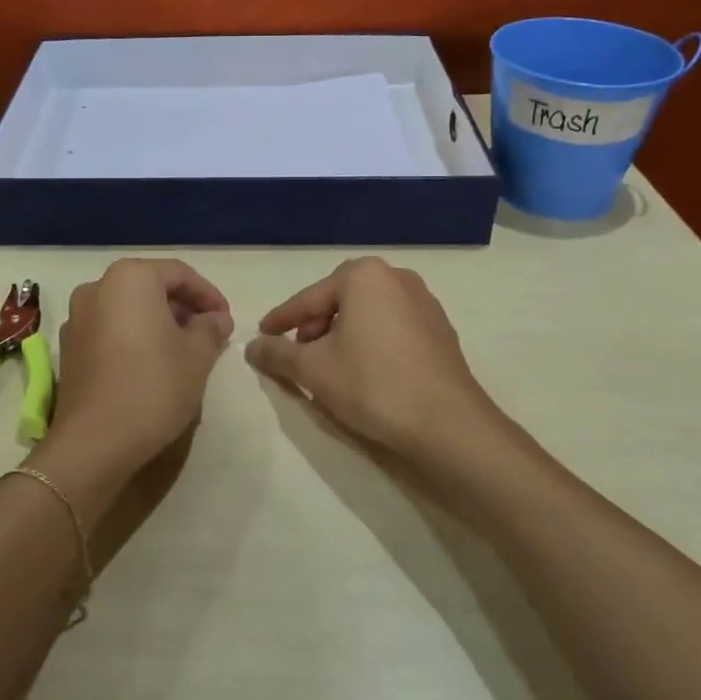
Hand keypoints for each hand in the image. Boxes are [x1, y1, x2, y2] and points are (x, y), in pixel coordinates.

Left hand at [40, 258, 233, 483]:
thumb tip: (216, 318)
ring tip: (184, 351)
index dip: (208, 295)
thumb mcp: (197, 356)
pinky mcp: (69, 348)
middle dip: (182, 308)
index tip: (226, 320)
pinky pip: (109, 329)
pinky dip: (134, 337)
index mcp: (130, 278)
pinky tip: (151, 365)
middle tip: (209, 334)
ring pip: (128, 309)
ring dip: (158, 323)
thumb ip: (210, 328)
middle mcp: (97, 288)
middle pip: (150, 287)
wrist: (94, 442)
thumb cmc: (153, 386)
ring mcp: (77, 318)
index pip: (179, 274)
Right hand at [245, 256, 497, 459]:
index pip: (308, 298)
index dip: (281, 320)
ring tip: (329, 365)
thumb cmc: (373, 384)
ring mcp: (424, 303)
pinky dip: (371, 342)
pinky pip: (392, 328)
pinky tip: (365, 371)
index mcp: (364, 275)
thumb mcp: (313, 369)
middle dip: (314, 325)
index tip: (262, 336)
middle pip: (339, 300)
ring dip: (343, 334)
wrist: (448, 424)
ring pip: (367, 313)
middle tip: (298, 353)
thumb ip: (277, 353)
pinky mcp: (440, 331)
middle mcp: (396, 277)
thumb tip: (251, 346)